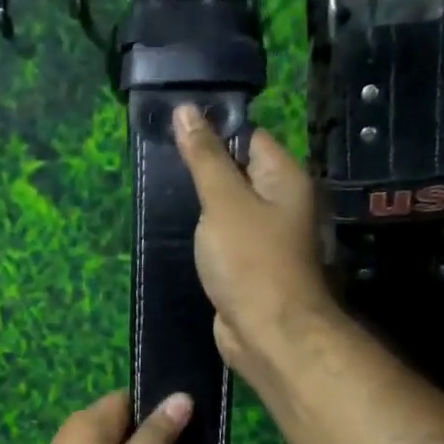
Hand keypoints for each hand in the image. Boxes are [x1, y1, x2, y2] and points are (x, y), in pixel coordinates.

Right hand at [172, 104, 330, 376]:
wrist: (267, 333)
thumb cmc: (250, 261)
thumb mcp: (222, 201)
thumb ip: (204, 157)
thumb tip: (187, 110)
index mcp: (284, 178)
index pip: (249, 137)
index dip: (214, 130)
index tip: (174, 129)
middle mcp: (280, 203)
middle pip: (238, 172)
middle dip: (202, 169)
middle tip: (160, 162)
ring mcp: (265, 238)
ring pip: (228, 208)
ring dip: (201, 206)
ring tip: (162, 192)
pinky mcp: (248, 266)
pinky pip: (224, 238)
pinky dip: (205, 235)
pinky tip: (179, 232)